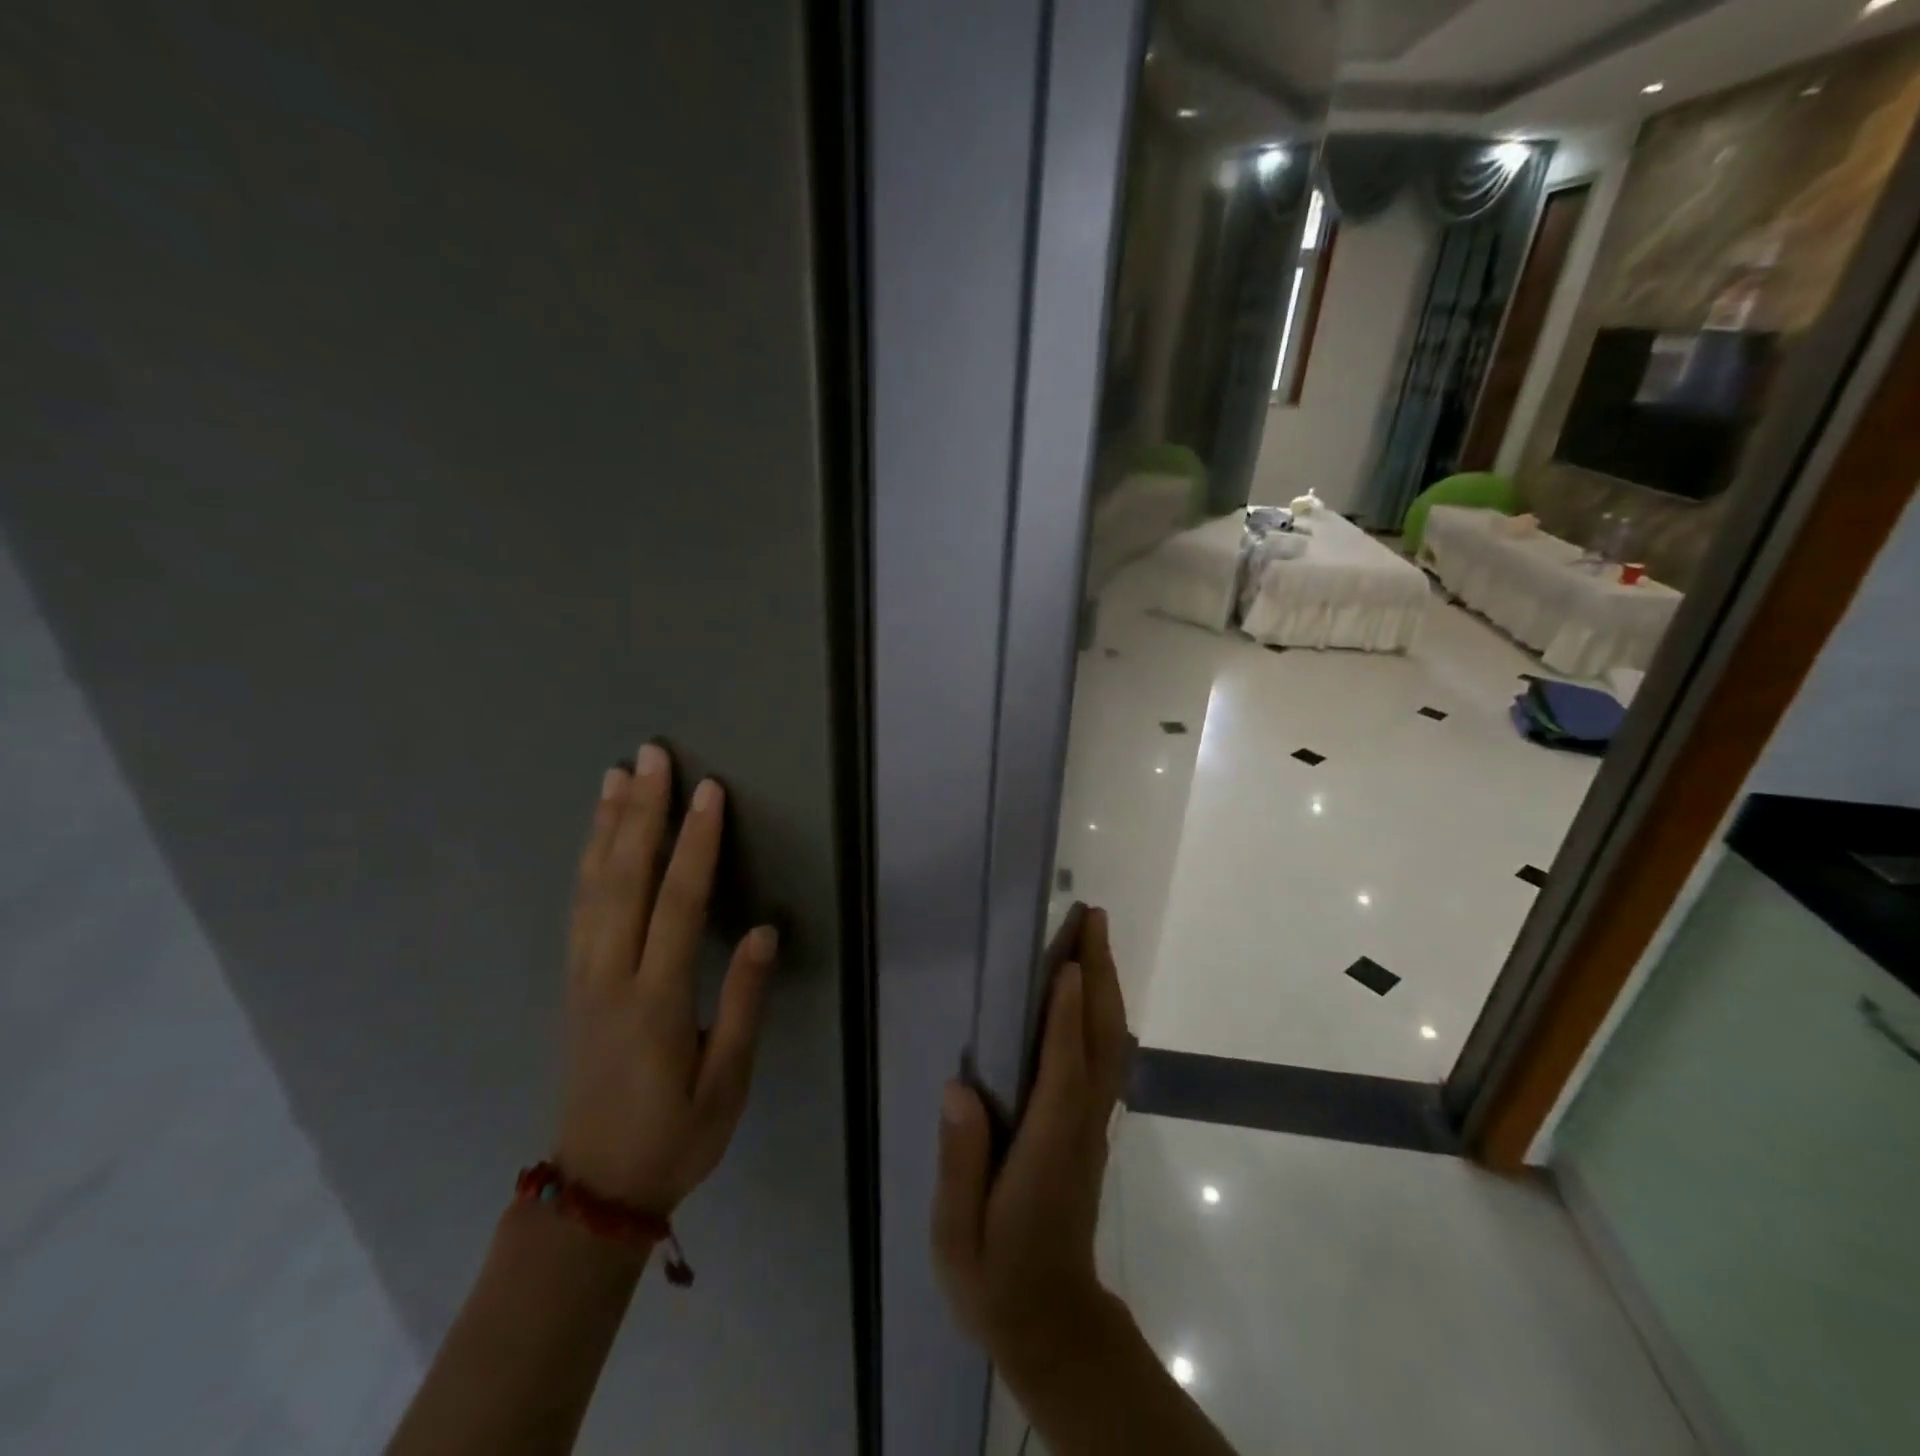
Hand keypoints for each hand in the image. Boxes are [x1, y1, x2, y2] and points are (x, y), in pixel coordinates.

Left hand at [555, 742, 778, 1215]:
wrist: (594, 1190)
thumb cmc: (674, 1137)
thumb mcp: (726, 1083)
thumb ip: (744, 1004)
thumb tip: (764, 931)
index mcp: (655, 1001)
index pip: (678, 905)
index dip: (695, 844)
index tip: (709, 793)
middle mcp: (611, 977)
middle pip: (624, 879)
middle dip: (642, 813)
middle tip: (652, 757)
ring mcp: (584, 977)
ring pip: (592, 886)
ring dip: (607, 826)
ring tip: (619, 776)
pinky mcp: (573, 982)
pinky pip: (578, 908)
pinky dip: (587, 861)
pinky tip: (596, 836)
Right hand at [931, 907, 1130, 1373]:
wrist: (1053, 1324)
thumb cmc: (996, 1277)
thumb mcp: (958, 1234)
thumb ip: (961, 1161)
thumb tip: (959, 1088)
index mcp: (1046, 1148)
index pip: (1062, 1070)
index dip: (1064, 1017)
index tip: (1066, 963)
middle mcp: (1079, 1126)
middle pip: (1099, 1041)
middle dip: (1098, 976)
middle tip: (1093, 921)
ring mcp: (1092, 1126)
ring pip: (1110, 1045)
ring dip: (1106, 987)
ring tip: (1095, 939)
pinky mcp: (1092, 1129)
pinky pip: (1105, 1059)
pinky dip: (1103, 1015)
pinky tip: (1093, 993)